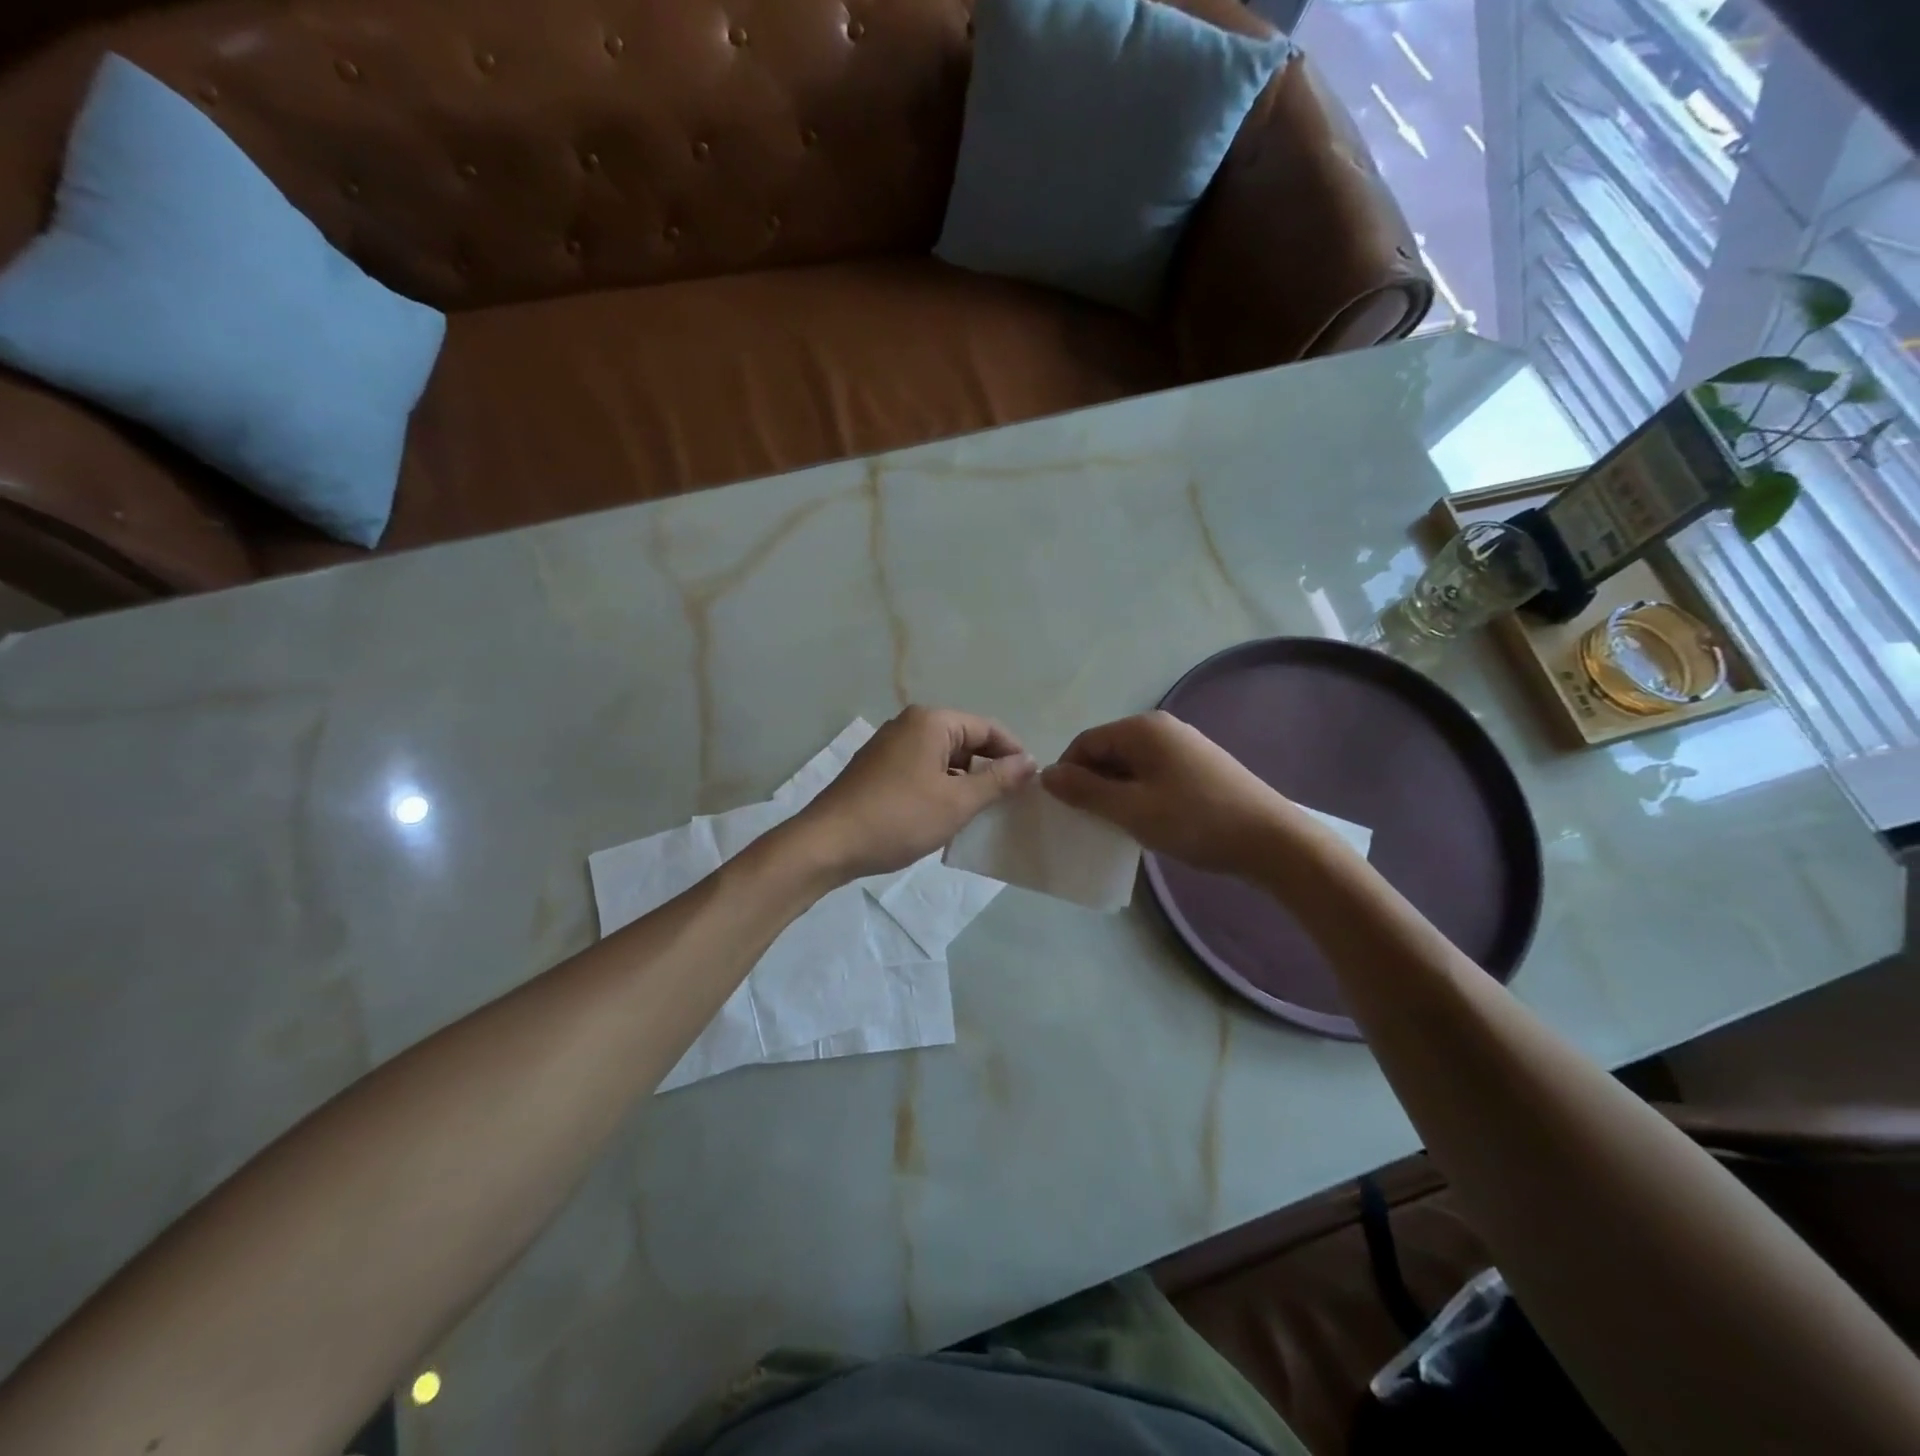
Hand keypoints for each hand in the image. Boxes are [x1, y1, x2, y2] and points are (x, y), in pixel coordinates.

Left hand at [793, 706, 1036, 880]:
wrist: (828, 844)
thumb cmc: (899, 818)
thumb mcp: (957, 802)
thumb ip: (997, 780)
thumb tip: (1029, 762)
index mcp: (931, 722)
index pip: (988, 728)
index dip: (1013, 754)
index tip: (1031, 784)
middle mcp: (910, 724)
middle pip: (965, 741)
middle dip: (988, 769)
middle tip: (1010, 803)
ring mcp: (890, 746)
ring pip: (943, 758)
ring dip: (964, 782)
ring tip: (982, 813)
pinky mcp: (878, 769)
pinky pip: (922, 770)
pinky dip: (940, 788)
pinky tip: (947, 816)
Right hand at [1041, 711, 1297, 876]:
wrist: (1272, 841)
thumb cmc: (1195, 821)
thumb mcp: (1131, 809)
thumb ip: (1085, 791)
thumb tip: (1046, 774)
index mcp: (1142, 728)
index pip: (1085, 743)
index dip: (1068, 774)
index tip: (1066, 810)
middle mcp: (1162, 728)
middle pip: (1108, 751)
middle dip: (1092, 785)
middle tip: (1091, 822)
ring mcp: (1184, 746)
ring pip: (1131, 766)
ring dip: (1117, 793)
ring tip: (1119, 826)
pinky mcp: (1200, 767)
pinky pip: (1153, 775)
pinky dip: (1140, 795)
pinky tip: (1148, 822)